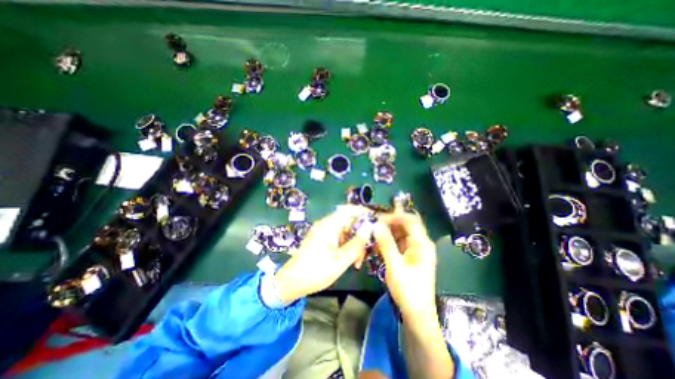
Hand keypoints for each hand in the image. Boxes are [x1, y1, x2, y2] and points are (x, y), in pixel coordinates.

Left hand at [271, 205, 371, 302]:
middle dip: (360, 234)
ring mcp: (324, 232)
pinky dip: (347, 246)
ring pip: (345, 231)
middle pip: (349, 221)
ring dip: (354, 243)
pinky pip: (339, 238)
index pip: (349, 210)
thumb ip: (357, 243)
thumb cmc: (316, 271)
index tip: (376, 221)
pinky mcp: (322, 240)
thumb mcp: (341, 259)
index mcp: (329, 225)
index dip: (363, 212)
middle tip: (368, 249)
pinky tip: (351, 260)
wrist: (291, 282)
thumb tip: (369, 227)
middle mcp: (326, 225)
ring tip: (358, 261)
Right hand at [368, 210, 437, 319]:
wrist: (417, 313)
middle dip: (389, 223)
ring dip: (387, 232)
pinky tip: (378, 245)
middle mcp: (421, 243)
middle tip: (373, 225)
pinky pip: (398, 242)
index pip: (410, 220)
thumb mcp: (395, 265)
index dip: (394, 216)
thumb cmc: (408, 290)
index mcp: (422, 243)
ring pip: (400, 232)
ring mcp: (415, 248)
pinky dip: (388, 241)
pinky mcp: (409, 254)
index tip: (378, 219)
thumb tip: (376, 225)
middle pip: (405, 225)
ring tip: (373, 235)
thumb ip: (386, 243)